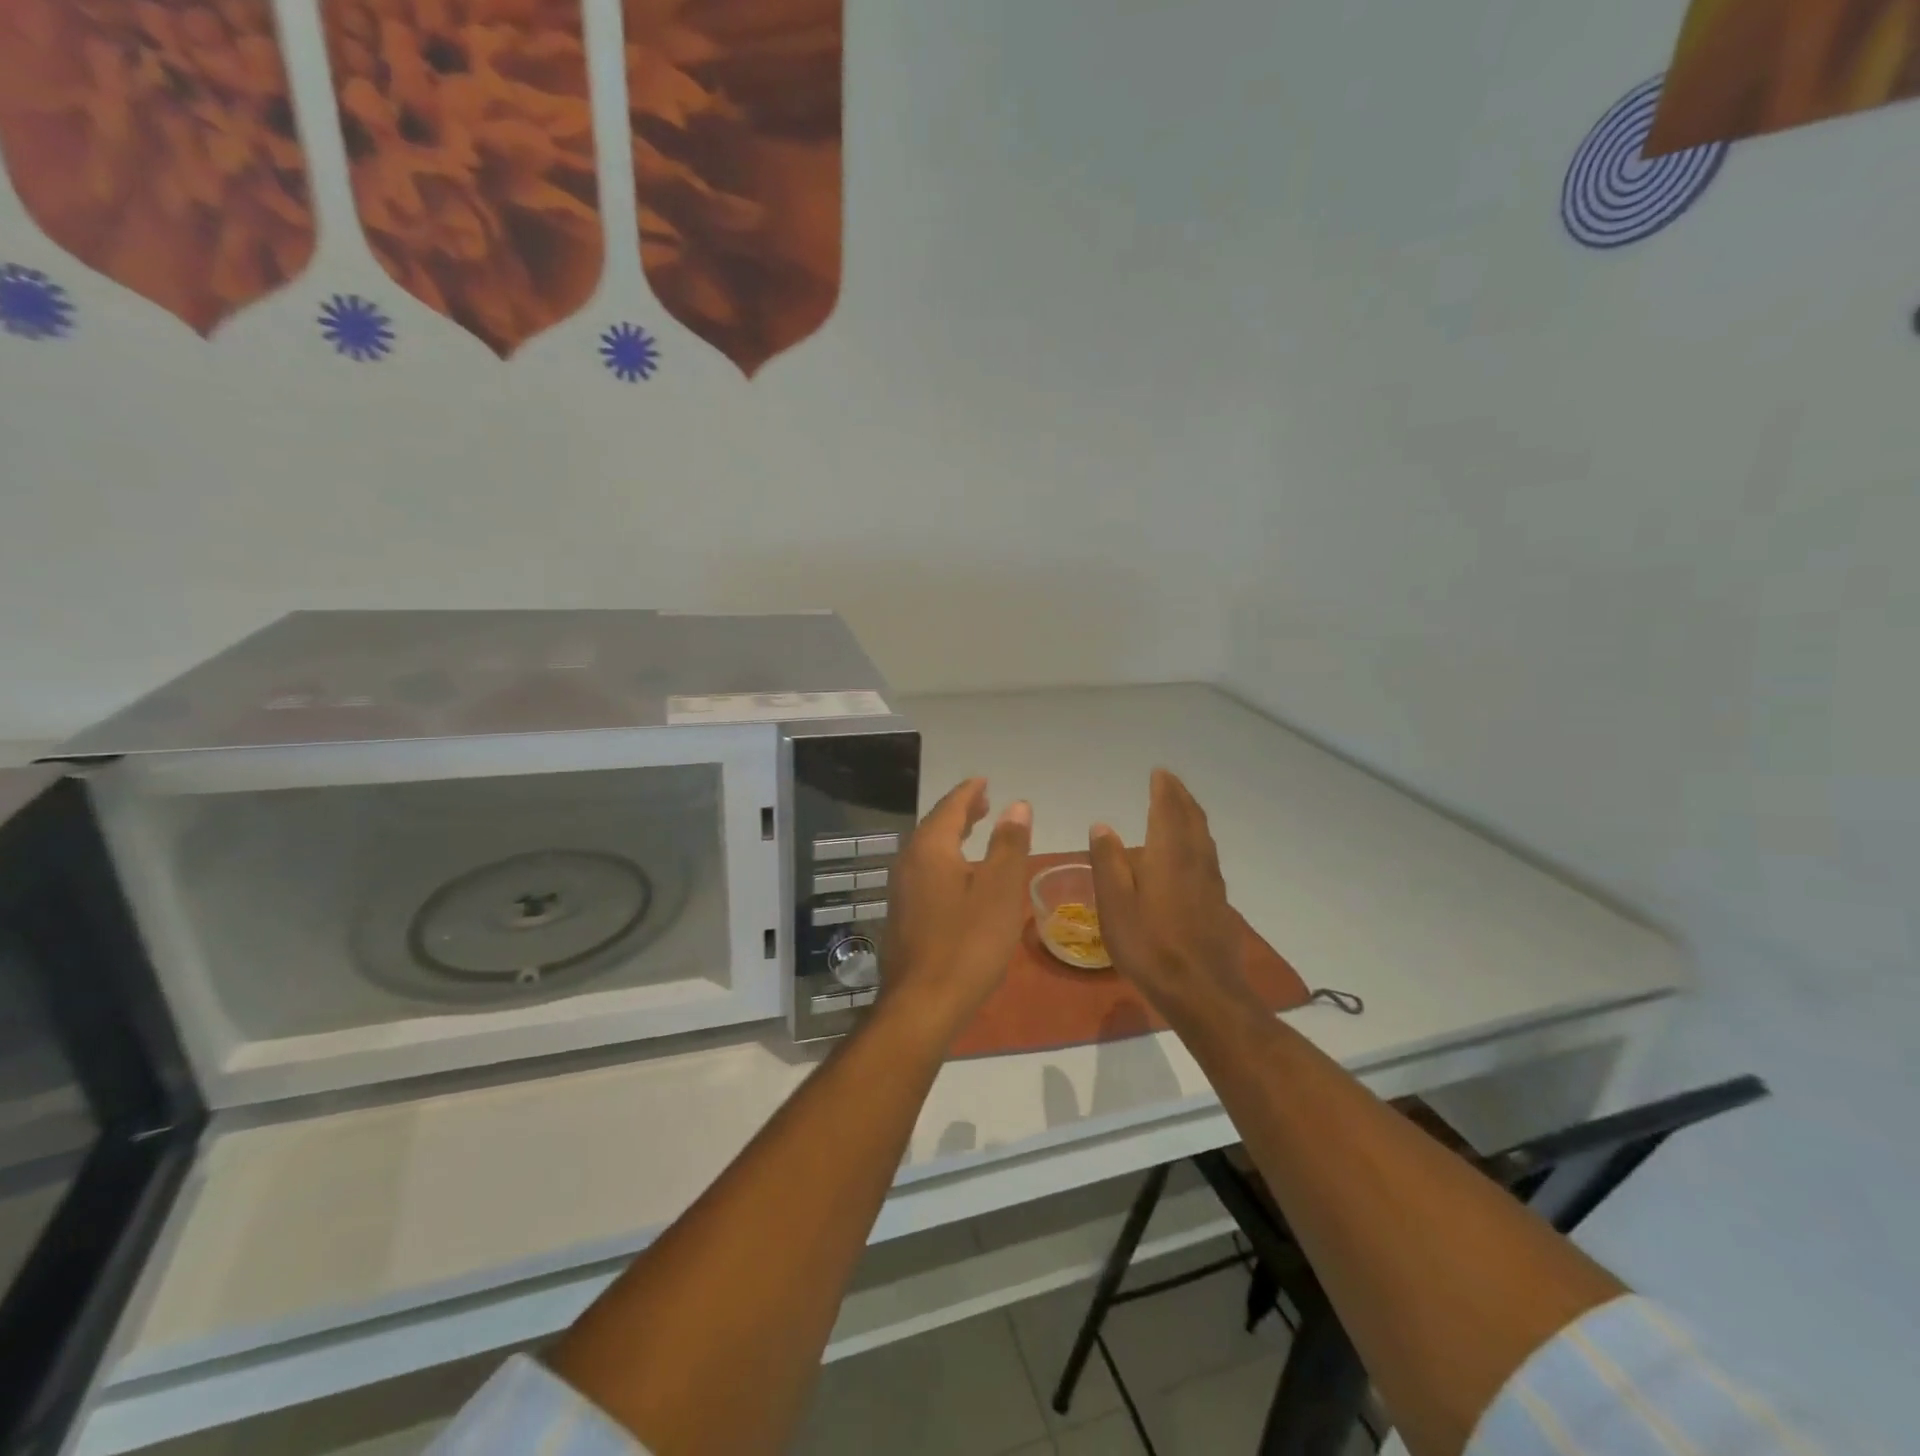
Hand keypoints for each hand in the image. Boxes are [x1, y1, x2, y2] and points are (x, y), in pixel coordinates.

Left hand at [879, 778, 1032, 1045]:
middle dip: (960, 811)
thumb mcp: (1000, 890)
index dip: (970, 792)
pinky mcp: (901, 915)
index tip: (984, 782)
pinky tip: (959, 876)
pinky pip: (924, 871)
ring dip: (951, 835)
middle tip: (984, 802)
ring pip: (928, 849)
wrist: (922, 1004)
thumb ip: (1008, 844)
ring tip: (975, 831)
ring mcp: (901, 890)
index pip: (951, 807)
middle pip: (935, 825)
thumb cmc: (968, 943)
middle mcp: (908, 862)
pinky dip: (944, 859)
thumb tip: (1016, 805)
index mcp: (931, 848)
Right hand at [1088, 768, 1255, 1018]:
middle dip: (1181, 798)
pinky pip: (1208, 860)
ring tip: (1181, 811)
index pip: (1168, 810)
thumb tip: (1103, 826)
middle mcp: (1196, 861)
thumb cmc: (1150, 946)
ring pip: (1204, 840)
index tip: (1159, 772)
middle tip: (1170, 784)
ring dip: (1192, 818)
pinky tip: (1191, 858)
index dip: (1164, 789)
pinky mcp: (1220, 906)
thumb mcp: (1115, 905)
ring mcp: (1212, 884)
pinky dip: (1197, 843)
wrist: (1204, 993)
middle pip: (1192, 820)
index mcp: (1169, 855)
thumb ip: (1108, 862)